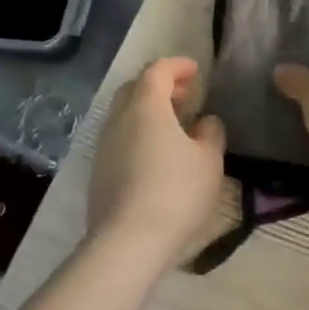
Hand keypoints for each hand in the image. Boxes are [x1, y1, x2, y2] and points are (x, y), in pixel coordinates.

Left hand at [87, 57, 225, 266]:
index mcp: (145, 106)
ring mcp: (104, 146)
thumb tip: (204, 122)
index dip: (177, 66)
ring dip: (148, 112)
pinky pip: (120, 139)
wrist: (127, 243)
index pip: (157, 70)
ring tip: (174, 126)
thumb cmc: (175, 192)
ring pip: (124, 115)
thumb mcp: (209, 160)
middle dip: (160, 86)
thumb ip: (210, 133)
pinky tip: (156, 155)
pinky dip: (139, 134)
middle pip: (135, 88)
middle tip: (184, 96)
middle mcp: (118, 118)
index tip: (195, 71)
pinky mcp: (98, 173)